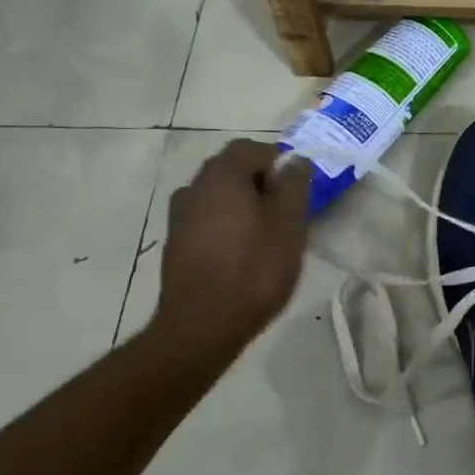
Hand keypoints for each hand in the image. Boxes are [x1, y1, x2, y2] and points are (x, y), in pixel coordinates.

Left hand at [148, 140, 311, 365]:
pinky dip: (227, 226)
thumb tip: (296, 160)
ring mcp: (179, 217)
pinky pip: (207, 221)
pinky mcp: (176, 244)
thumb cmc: (254, 270)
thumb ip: (295, 186)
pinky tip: (243, 254)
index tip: (298, 188)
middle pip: (232, 170)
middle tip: (288, 212)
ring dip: (243, 206)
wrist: (202, 326)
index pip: (251, 148)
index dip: (279, 161)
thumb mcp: (289, 226)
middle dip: (261, 183)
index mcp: (222, 176)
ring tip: (267, 236)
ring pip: (218, 197)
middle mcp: (194, 187)